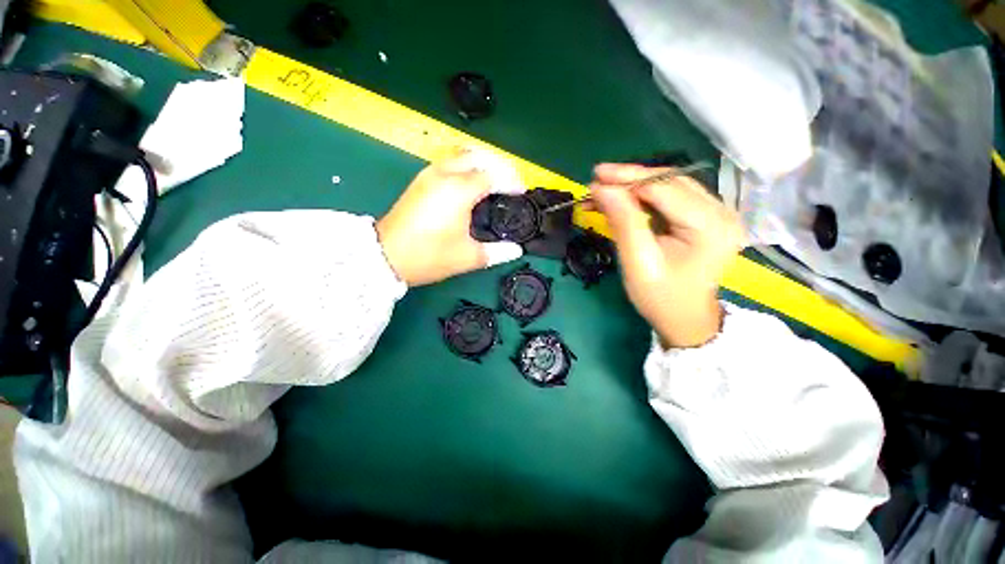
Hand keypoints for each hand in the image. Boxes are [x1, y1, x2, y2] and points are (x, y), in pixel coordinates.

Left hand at [377, 148, 525, 285]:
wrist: (385, 256)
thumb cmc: (429, 256)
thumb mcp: (467, 257)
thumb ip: (496, 252)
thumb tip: (516, 250)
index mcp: (459, 191)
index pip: (493, 175)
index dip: (511, 182)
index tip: (521, 193)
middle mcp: (444, 174)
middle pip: (479, 156)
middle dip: (499, 166)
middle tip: (511, 183)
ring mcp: (429, 174)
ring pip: (462, 154)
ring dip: (482, 162)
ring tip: (494, 181)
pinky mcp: (420, 180)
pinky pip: (449, 162)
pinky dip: (466, 166)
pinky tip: (471, 184)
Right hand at [591, 163, 745, 347]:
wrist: (684, 319)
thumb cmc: (660, 297)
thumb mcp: (637, 261)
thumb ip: (623, 221)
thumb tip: (601, 188)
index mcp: (710, 226)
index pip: (665, 188)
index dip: (628, 179)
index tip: (595, 178)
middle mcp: (721, 212)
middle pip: (669, 182)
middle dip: (629, 180)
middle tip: (596, 180)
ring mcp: (717, 213)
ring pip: (669, 186)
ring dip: (634, 187)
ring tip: (603, 192)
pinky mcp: (706, 218)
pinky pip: (671, 198)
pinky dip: (643, 197)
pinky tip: (622, 201)